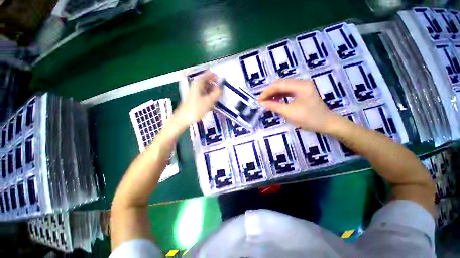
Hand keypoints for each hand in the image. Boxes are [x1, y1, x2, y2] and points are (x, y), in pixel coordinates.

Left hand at [173, 71, 221, 128]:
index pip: (207, 75)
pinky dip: (208, 96)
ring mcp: (194, 92)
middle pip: (206, 82)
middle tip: (221, 89)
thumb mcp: (208, 101)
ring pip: (205, 88)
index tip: (221, 79)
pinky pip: (203, 94)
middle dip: (214, 84)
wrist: (183, 118)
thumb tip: (221, 87)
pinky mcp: (194, 98)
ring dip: (212, 91)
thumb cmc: (195, 109)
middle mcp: (195, 86)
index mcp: (198, 83)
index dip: (215, 76)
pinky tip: (211, 102)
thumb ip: (216, 93)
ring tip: (217, 96)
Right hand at [258, 79, 338, 133]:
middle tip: (262, 101)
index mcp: (300, 86)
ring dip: (274, 93)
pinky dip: (280, 95)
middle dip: (269, 92)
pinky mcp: (303, 91)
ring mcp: (303, 86)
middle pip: (281, 84)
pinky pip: (288, 91)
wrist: (326, 123)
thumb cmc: (309, 119)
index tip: (259, 100)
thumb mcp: (289, 113)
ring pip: (284, 87)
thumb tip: (263, 103)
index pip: (278, 85)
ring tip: (267, 102)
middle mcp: (302, 82)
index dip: (267, 92)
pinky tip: (275, 101)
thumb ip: (274, 106)